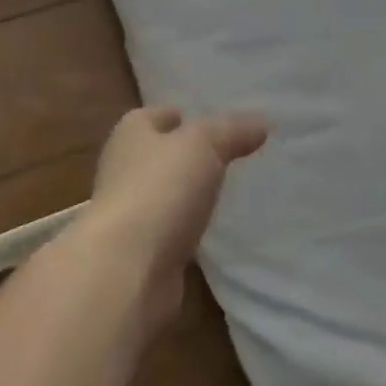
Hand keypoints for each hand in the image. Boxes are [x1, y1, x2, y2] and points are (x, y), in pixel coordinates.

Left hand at [81, 106, 267, 329]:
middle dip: (185, 155)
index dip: (179, 115)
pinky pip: (169, 231)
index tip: (209, 120)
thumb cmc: (161, 189)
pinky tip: (210, 230)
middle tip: (225, 154)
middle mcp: (123, 170)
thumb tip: (262, 122)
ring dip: (186, 194)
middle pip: (158, 155)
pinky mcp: (141, 253)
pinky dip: (186, 229)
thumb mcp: (204, 144)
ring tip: (223, 191)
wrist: (127, 270)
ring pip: (164, 194)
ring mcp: (129, 214)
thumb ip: (232, 131)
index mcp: (131, 135)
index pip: (154, 116)